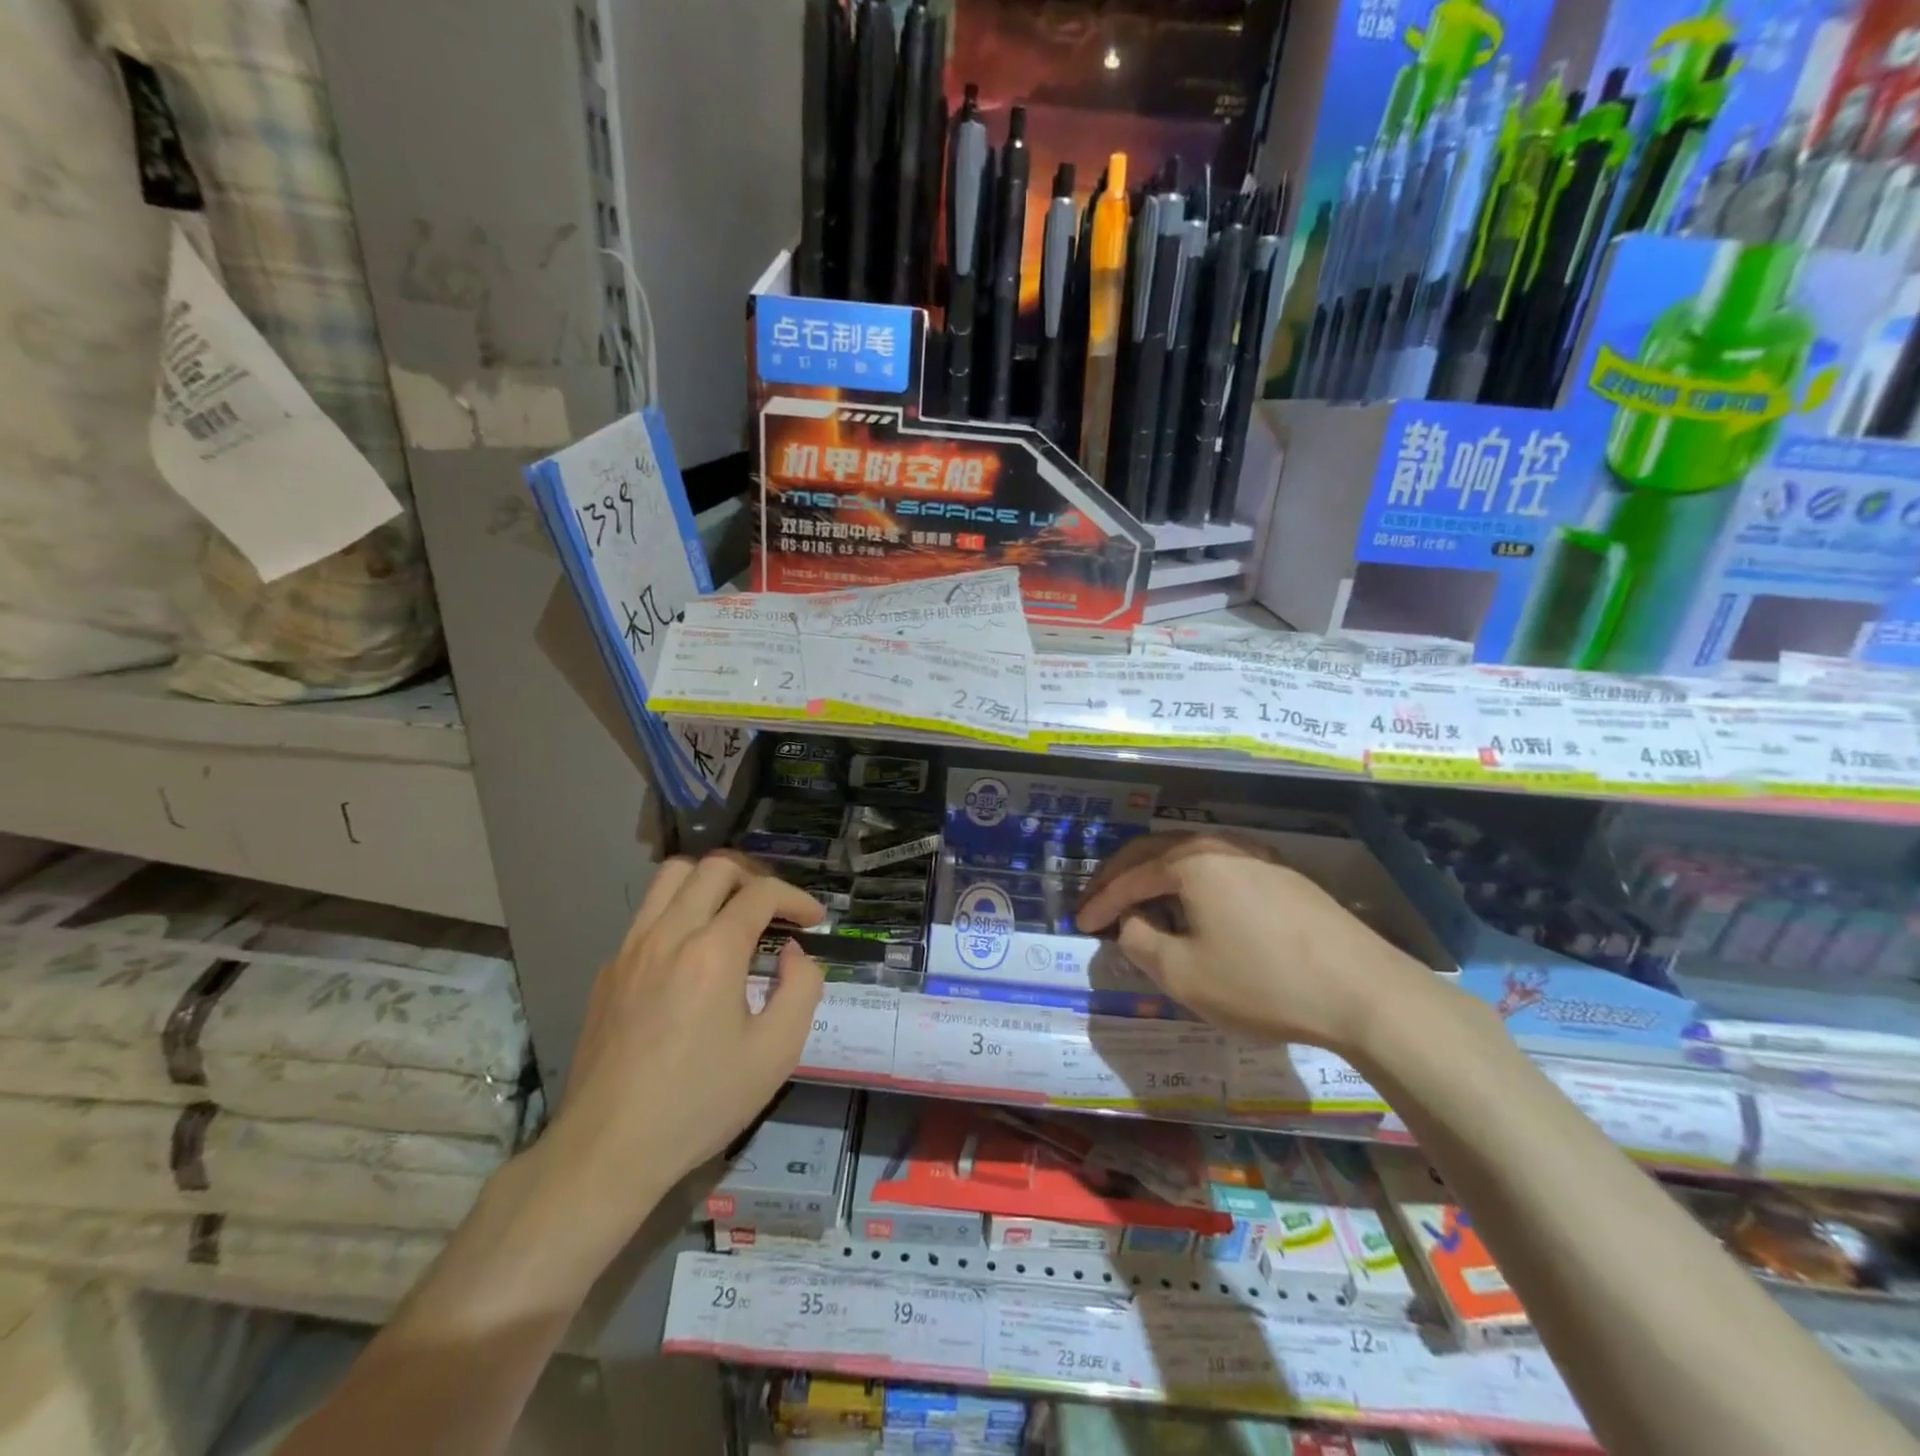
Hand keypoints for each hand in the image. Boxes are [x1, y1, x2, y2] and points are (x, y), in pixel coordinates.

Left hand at [540, 852, 826, 1237]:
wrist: (609, 1149)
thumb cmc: (700, 1102)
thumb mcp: (776, 1053)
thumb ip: (801, 989)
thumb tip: (793, 955)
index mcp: (712, 952)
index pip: (761, 893)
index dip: (797, 898)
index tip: (814, 921)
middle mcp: (668, 934)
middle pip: (714, 867)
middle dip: (755, 878)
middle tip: (776, 910)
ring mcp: (630, 949)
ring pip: (671, 877)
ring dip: (710, 883)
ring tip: (733, 914)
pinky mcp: (609, 971)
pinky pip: (648, 915)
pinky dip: (679, 913)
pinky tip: (692, 956)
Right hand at [1076, 831, 1436, 1055]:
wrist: (1365, 992)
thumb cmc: (1263, 983)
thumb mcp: (1183, 974)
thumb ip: (1139, 942)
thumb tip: (1131, 921)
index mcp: (1190, 862)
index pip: (1128, 877)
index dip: (1099, 901)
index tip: (1078, 924)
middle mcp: (1220, 845)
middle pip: (1154, 852)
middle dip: (1120, 877)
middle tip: (1097, 903)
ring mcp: (1257, 856)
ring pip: (1188, 857)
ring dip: (1155, 877)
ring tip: (1138, 904)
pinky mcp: (1283, 875)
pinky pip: (1218, 868)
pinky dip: (1189, 883)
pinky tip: (1192, 907)